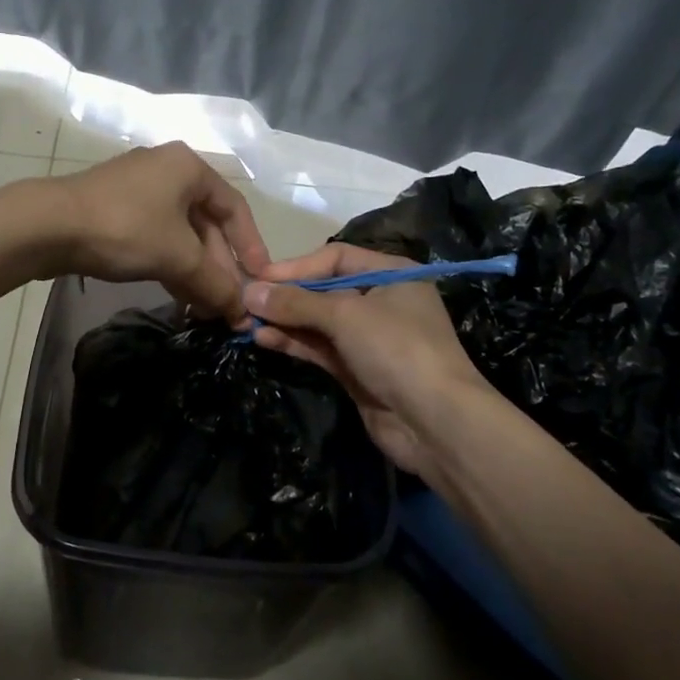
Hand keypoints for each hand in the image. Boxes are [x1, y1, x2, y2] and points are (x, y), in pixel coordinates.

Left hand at [48, 144, 269, 321]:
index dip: (251, 247)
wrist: (48, 226)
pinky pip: (156, 238)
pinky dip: (170, 265)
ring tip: (205, 309)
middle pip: (206, 224)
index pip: (235, 209)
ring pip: (180, 235)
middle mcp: (167, 171)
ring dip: (195, 272)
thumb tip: (241, 314)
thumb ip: (215, 284)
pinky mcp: (115, 210)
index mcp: (189, 168)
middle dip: (218, 267)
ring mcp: (138, 190)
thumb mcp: (178, 258)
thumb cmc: (125, 229)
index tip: (259, 280)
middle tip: (226, 304)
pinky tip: (178, 297)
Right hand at [244, 244, 488, 476]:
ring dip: (285, 321)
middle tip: (244, 301)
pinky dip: (294, 343)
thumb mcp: (345, 316)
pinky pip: (320, 349)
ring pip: (319, 323)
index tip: (260, 277)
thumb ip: (295, 303)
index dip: (297, 266)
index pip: (336, 258)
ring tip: (246, 322)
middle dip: (286, 296)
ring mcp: (370, 339)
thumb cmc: (397, 349)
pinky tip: (264, 340)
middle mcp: (381, 302)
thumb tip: (249, 292)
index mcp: (392, 275)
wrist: (435, 421)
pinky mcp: (358, 370)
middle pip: (324, 291)